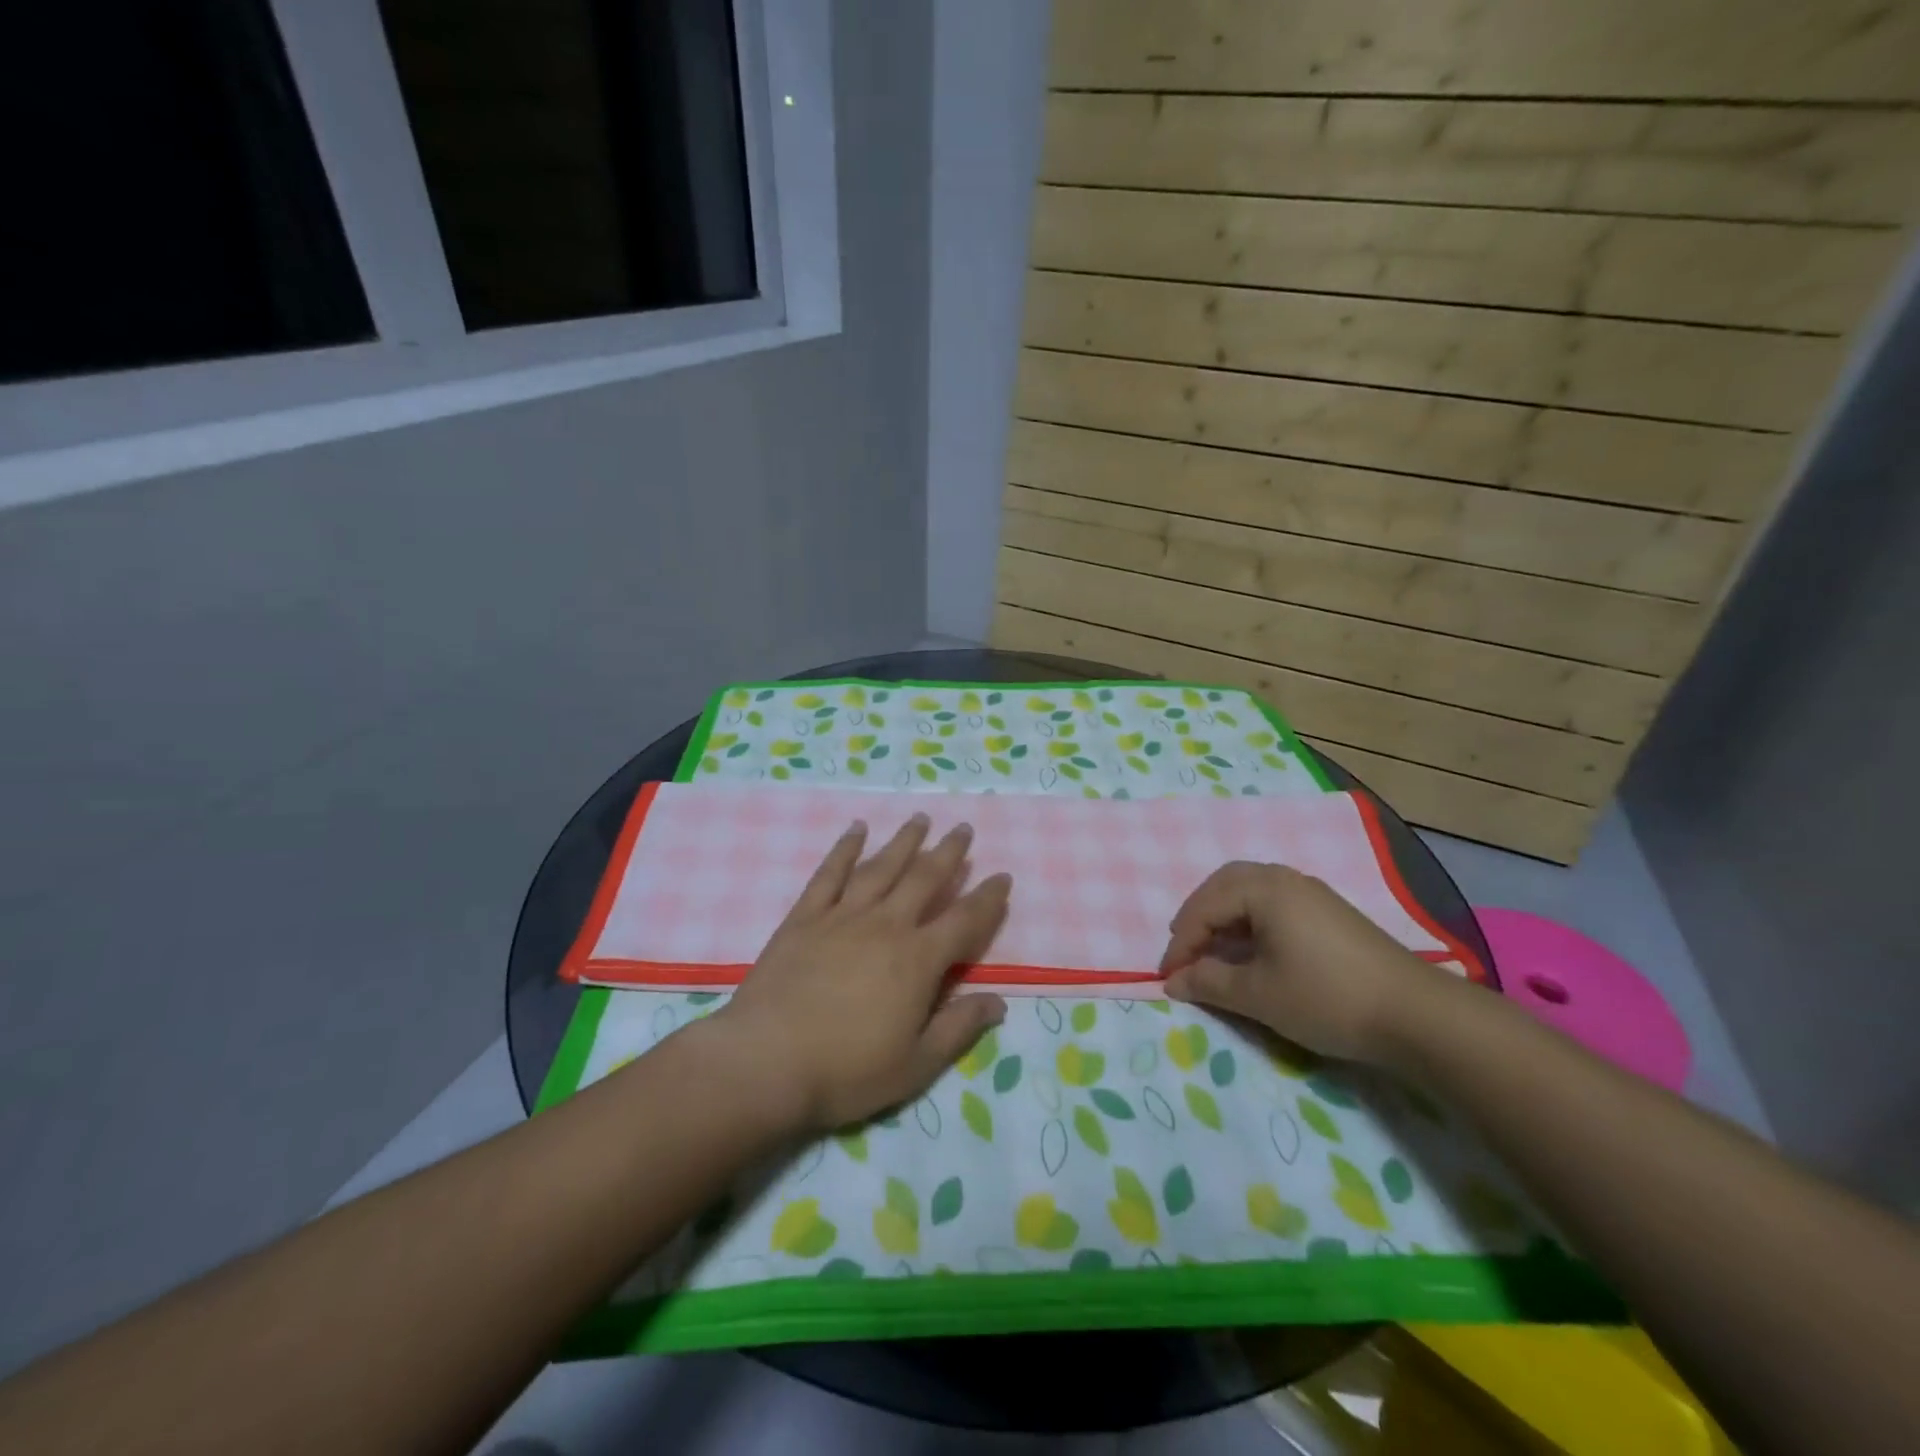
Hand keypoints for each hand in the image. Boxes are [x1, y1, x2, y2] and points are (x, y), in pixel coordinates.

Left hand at [710, 814, 1010, 1134]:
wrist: (766, 1063)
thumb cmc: (846, 1071)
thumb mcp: (915, 1065)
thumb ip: (958, 1029)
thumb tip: (1000, 1002)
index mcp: (917, 960)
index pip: (964, 920)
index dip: (987, 898)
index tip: (1002, 876)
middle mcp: (886, 925)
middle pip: (924, 879)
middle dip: (948, 852)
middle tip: (963, 828)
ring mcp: (843, 916)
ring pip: (881, 867)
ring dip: (904, 840)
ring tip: (920, 818)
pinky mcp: (805, 917)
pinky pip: (830, 873)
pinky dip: (845, 848)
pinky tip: (856, 829)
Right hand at [1159, 862, 1434, 1063]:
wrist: (1416, 1016)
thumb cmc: (1327, 998)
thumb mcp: (1259, 995)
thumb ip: (1210, 983)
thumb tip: (1174, 980)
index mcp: (1264, 890)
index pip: (1205, 908)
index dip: (1181, 943)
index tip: (1167, 976)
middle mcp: (1286, 879)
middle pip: (1225, 884)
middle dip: (1198, 915)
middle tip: (1185, 948)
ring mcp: (1311, 892)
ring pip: (1250, 889)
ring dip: (1223, 915)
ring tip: (1212, 947)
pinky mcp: (1330, 912)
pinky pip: (1273, 901)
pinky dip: (1249, 919)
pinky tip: (1252, 948)